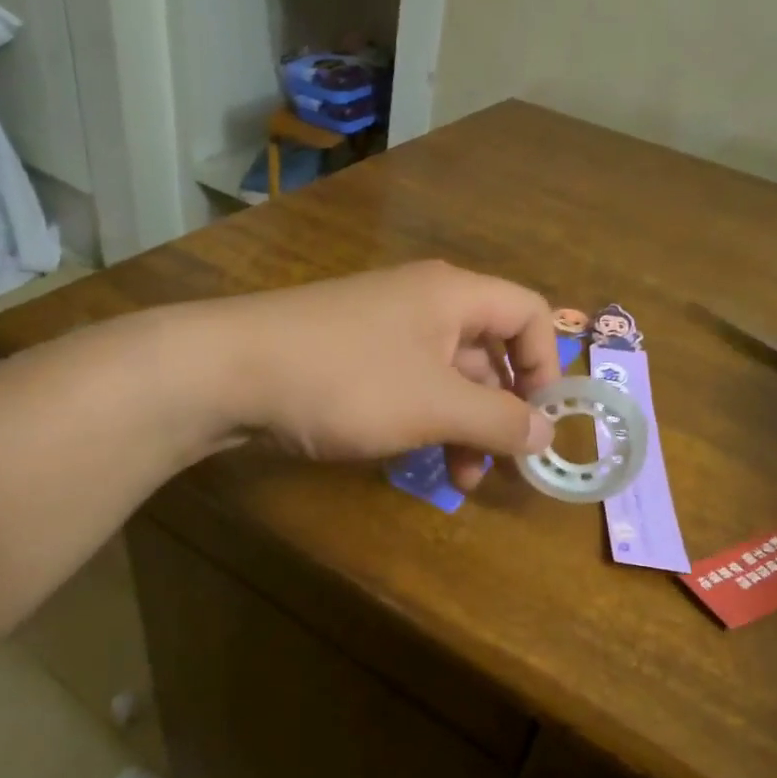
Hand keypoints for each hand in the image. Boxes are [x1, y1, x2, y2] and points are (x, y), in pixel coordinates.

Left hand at [210, 260, 560, 489]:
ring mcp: (381, 330)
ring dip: (461, 428)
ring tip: (458, 482)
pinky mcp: (349, 357)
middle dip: (499, 412)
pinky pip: (405, 387)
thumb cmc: (347, 380)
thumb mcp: (433, 405)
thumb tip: (546, 431)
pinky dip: (421, 422)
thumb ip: (497, 419)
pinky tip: (411, 460)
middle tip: (498, 466)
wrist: (229, 371)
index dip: (546, 365)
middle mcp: (422, 303)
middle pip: (487, 351)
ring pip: (444, 377)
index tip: (541, 421)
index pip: (529, 313)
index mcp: (453, 295)